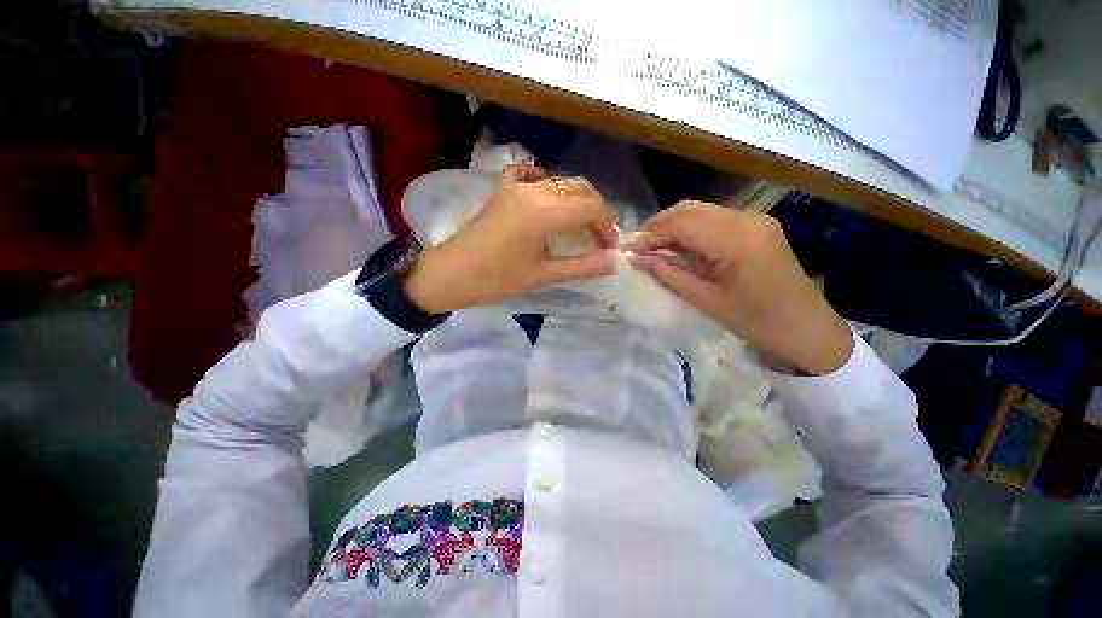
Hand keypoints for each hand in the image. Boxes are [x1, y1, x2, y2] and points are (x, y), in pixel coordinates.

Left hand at [403, 163, 617, 312]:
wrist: (451, 273)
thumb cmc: (497, 279)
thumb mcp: (544, 275)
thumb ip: (583, 266)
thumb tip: (615, 261)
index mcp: (545, 211)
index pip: (591, 208)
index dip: (606, 227)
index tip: (609, 248)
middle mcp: (534, 189)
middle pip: (580, 188)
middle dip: (596, 211)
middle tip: (598, 238)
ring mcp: (517, 185)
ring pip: (560, 182)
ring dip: (577, 200)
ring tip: (580, 226)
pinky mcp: (504, 190)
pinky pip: (532, 176)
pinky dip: (548, 185)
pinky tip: (548, 200)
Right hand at [630, 201, 852, 374]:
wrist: (809, 330)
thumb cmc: (758, 323)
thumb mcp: (707, 301)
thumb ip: (669, 275)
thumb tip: (636, 259)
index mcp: (737, 240)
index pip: (682, 224)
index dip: (651, 235)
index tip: (629, 250)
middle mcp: (747, 219)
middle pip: (689, 209)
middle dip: (658, 225)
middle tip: (637, 247)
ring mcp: (754, 219)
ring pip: (700, 210)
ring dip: (672, 225)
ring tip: (652, 247)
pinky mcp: (756, 226)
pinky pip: (714, 219)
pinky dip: (690, 229)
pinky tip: (678, 246)